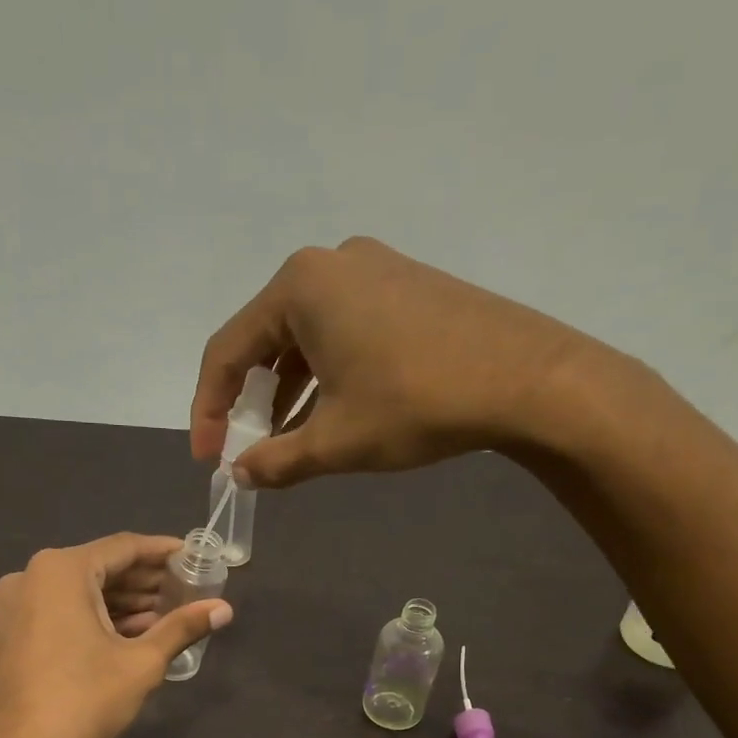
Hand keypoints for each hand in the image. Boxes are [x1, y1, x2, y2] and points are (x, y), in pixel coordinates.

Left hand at [0, 533, 232, 737]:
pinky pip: (62, 611)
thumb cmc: (84, 701)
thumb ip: (182, 627)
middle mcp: (31, 576)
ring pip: (81, 592)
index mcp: (61, 571)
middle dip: (145, 581)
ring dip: (124, 603)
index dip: (163, 552)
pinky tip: (132, 634)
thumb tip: (225, 609)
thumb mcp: (141, 662)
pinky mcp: (12, 633)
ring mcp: (16, 606)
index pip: (123, 547)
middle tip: (188, 590)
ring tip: (168, 615)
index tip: (194, 557)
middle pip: (100, 568)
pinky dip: (97, 618)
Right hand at [191, 237, 634, 487]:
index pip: (227, 351)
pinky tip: (331, 411)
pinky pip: (342, 329)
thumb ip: (277, 460)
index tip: (209, 456)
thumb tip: (242, 473)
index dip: (209, 409)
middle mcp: (329, 264)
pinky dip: (325, 372)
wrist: (528, 378)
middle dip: (250, 399)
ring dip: (288, 390)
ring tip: (287, 440)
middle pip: (264, 338)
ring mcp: (373, 269)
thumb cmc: (417, 404)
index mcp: (299, 287)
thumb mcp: (336, 442)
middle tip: (246, 447)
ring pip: (305, 336)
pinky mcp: (405, 285)